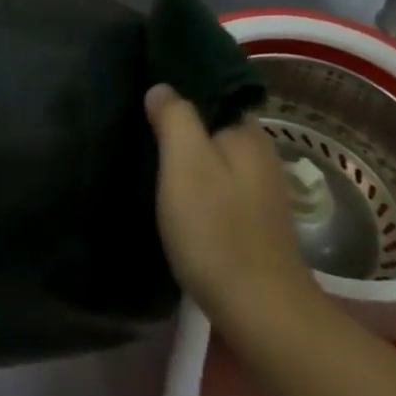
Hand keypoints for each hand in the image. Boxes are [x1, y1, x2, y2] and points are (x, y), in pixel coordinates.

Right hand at [145, 83, 320, 346]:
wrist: (261, 314)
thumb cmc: (217, 230)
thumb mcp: (186, 164)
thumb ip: (175, 118)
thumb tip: (162, 88)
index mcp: (247, 133)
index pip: (213, 90)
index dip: (180, 83)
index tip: (143, 81)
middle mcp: (259, 155)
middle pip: (213, 122)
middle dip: (180, 117)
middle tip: (135, 114)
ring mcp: (259, 191)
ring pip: (214, 154)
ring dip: (185, 150)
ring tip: (144, 147)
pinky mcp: (251, 221)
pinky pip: (216, 182)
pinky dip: (194, 179)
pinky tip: (170, 189)